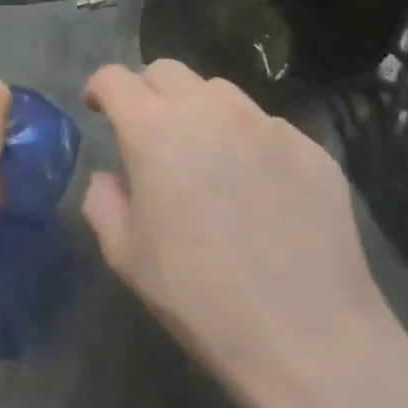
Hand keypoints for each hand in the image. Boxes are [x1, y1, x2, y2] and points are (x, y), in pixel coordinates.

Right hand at [82, 60, 401, 406]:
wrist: (308, 337)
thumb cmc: (198, 294)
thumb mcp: (125, 255)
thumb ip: (103, 201)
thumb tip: (110, 177)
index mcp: (154, 129)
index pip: (115, 77)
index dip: (99, 88)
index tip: (97, 109)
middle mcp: (209, 110)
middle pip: (167, 70)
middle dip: (147, 90)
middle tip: (147, 131)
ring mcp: (267, 125)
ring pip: (220, 93)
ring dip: (198, 111)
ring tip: (204, 156)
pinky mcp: (311, 149)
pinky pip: (267, 127)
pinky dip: (247, 141)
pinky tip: (257, 189)